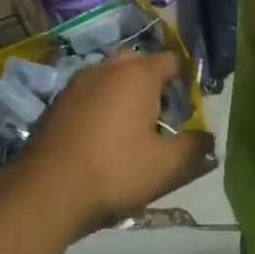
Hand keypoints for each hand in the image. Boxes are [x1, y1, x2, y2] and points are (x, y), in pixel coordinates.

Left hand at [22, 50, 212, 230]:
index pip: (172, 61)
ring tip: (130, 128)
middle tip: (160, 116)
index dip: (185, 82)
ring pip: (110, 76)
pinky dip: (100, 105)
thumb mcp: (167, 165)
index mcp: (138, 75)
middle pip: (138, 63)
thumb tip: (208, 139)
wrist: (46, 192)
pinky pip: (89, 94)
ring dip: (124, 93)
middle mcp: (107, 68)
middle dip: (153, 83)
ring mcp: (77, 84)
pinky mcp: (56, 103)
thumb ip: (195, 147)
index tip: (188, 110)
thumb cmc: (115, 171)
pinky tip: (101, 137)